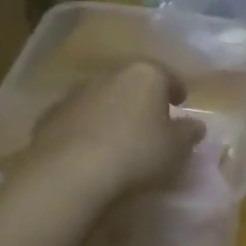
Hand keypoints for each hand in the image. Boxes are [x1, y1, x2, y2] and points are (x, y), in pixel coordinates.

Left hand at [19, 62, 205, 207]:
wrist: (71, 171)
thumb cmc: (137, 153)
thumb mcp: (176, 148)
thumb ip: (189, 133)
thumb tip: (195, 125)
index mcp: (145, 75)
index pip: (167, 75)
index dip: (177, 89)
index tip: (181, 103)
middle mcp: (110, 75)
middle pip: (132, 83)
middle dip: (143, 99)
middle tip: (151, 120)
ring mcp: (76, 93)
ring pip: (103, 98)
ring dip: (113, 112)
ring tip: (120, 138)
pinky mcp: (50, 115)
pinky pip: (78, 118)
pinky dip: (87, 128)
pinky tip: (91, 149)